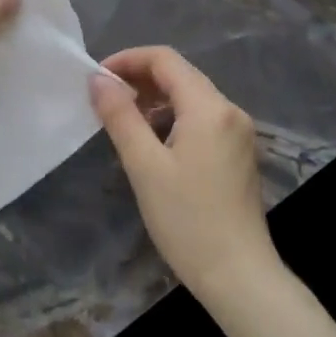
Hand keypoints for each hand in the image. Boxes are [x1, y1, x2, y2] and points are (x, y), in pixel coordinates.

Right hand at [90, 47, 278, 300]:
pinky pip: (201, 119)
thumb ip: (120, 116)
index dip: (128, 60)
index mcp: (209, 107)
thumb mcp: (144, 166)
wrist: (239, 276)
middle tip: (104, 99)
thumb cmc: (187, 220)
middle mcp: (229, 111)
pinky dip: (172, 118)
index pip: (165, 59)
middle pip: (180, 75)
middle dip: (139, 79)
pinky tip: (152, 141)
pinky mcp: (238, 153)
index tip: (97, 79)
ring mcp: (238, 132)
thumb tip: (97, 80)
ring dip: (155, 99)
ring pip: (191, 97)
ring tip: (122, 120)